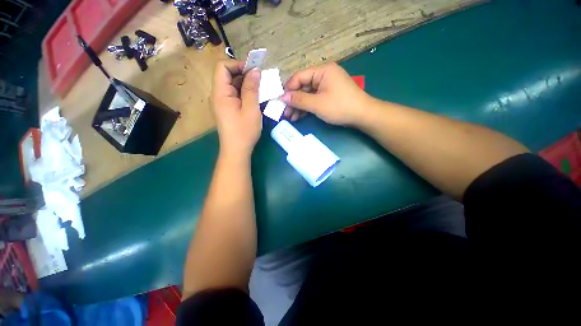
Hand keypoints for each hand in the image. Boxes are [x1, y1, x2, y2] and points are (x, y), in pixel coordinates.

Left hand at [211, 60, 261, 158]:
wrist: (237, 151)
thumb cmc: (244, 131)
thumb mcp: (251, 109)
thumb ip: (252, 88)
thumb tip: (255, 71)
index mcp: (220, 93)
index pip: (223, 67)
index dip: (238, 64)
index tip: (254, 71)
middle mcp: (218, 95)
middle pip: (228, 76)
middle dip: (245, 74)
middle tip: (261, 80)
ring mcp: (223, 103)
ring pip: (233, 86)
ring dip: (247, 85)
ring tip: (261, 90)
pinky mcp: (228, 109)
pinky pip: (236, 96)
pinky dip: (246, 94)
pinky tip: (256, 99)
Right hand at [280, 62, 372, 125]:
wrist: (362, 115)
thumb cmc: (340, 107)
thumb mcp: (317, 104)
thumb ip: (299, 100)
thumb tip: (282, 97)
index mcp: (322, 71)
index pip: (299, 77)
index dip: (288, 89)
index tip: (280, 101)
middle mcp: (323, 75)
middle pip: (302, 86)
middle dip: (293, 100)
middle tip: (284, 112)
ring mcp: (326, 86)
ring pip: (307, 94)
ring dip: (298, 106)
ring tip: (290, 117)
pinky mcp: (328, 95)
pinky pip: (313, 99)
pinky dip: (306, 108)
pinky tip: (298, 116)